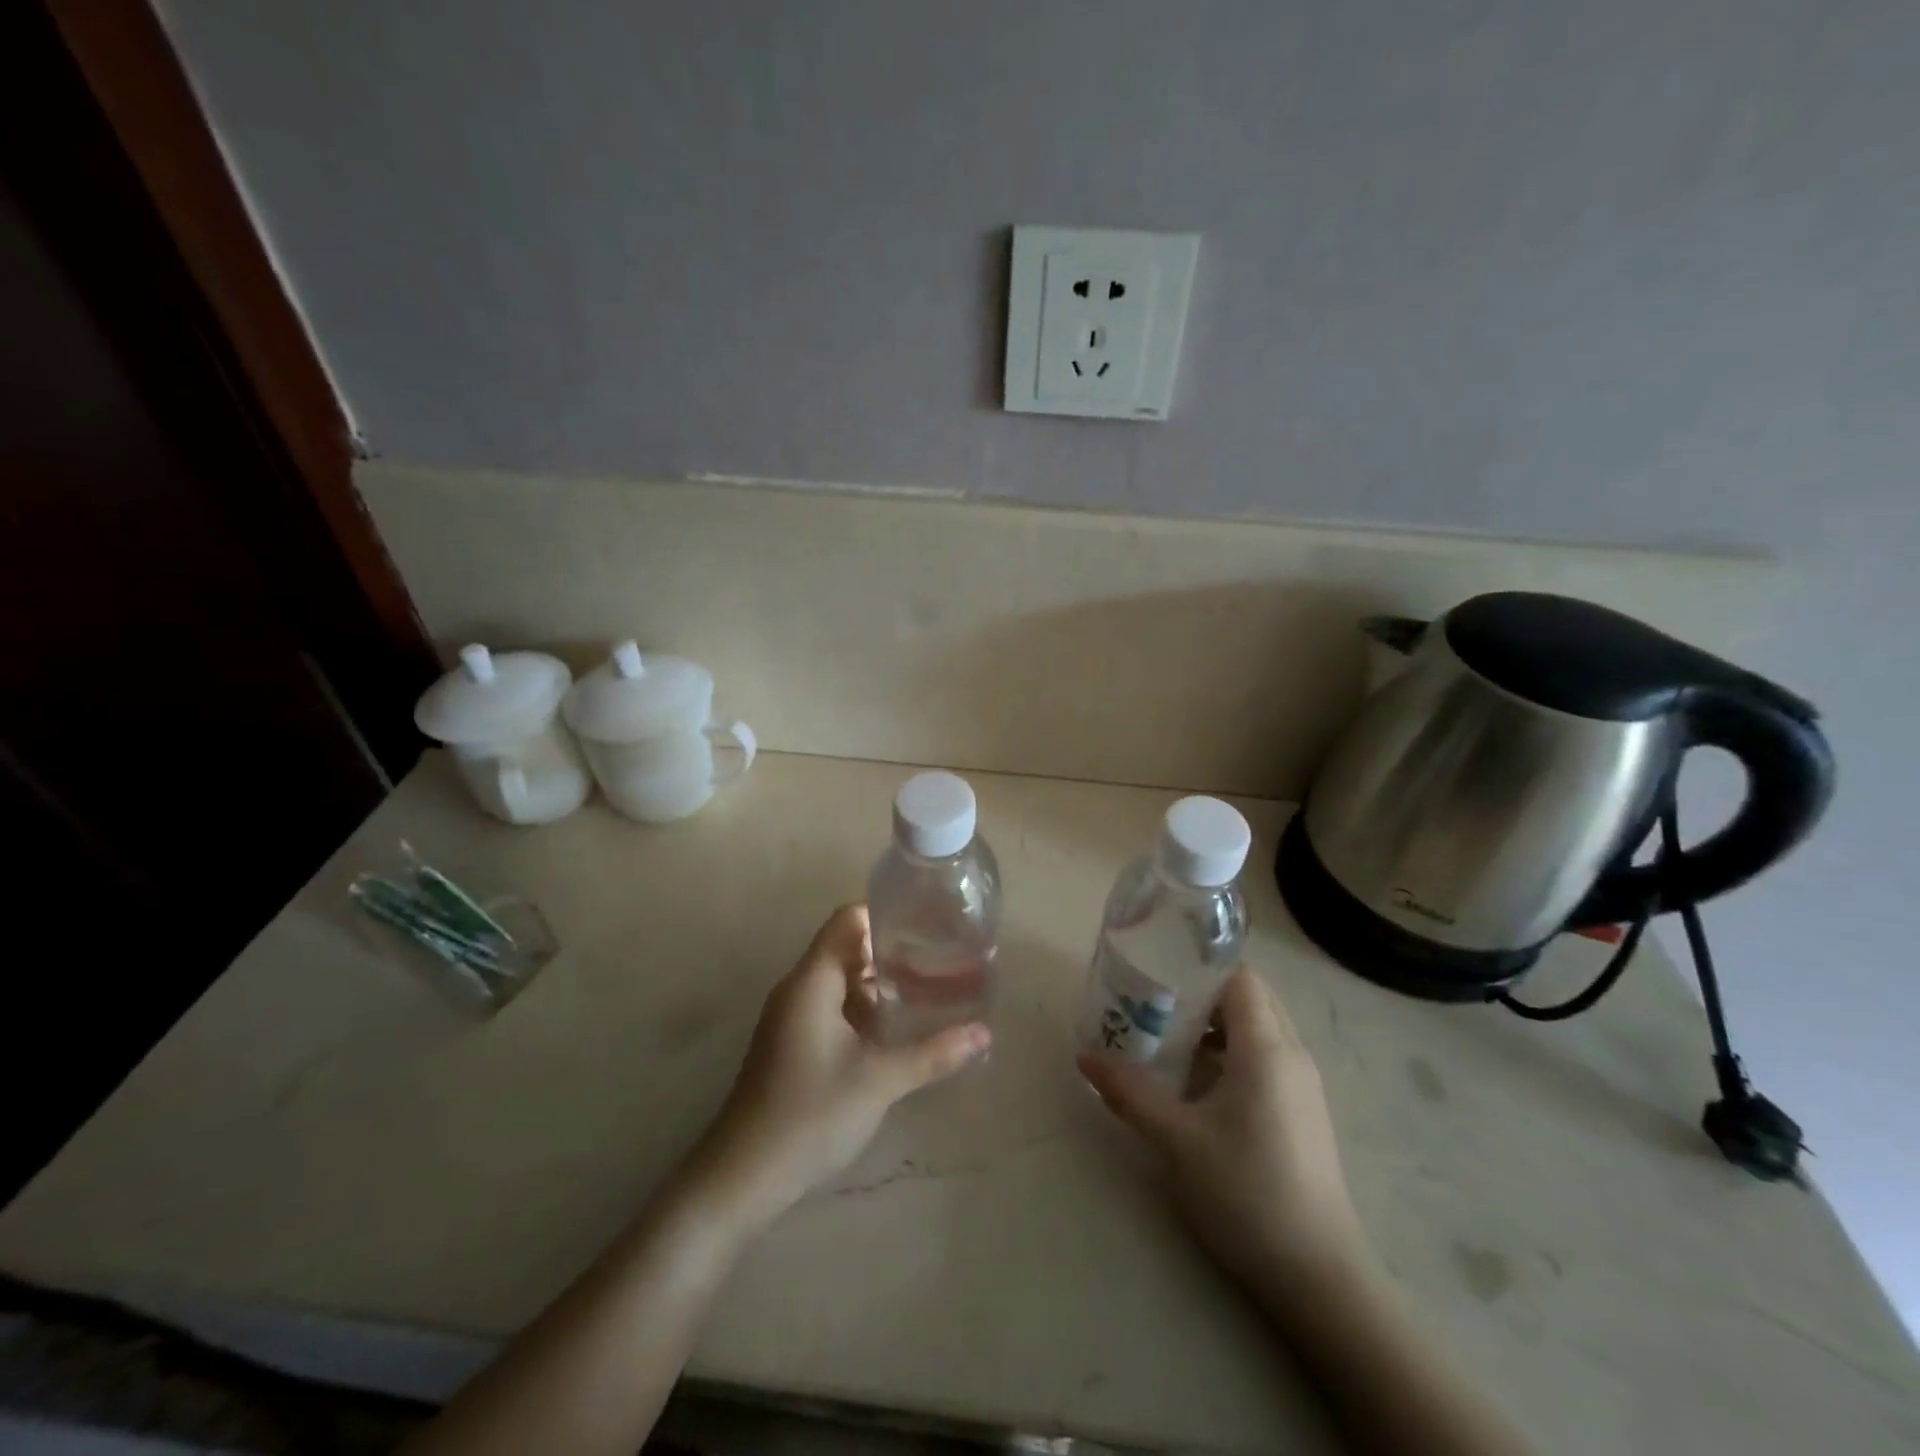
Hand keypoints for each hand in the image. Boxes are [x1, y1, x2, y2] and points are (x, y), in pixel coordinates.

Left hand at [688, 905, 989, 1229]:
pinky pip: (832, 1005)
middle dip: (891, 950)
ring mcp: (792, 1016)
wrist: (743, 1177)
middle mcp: (798, 988)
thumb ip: (934, 1053)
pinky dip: (863, 1007)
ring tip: (927, 989)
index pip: (848, 919)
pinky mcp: (793, 1042)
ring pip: (841, 979)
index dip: (886, 915)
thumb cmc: (810, 1114)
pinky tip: (895, 1029)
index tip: (928, 926)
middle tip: (939, 959)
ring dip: (879, 982)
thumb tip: (985, 1033)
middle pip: (847, 946)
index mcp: (812, 981)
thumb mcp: (880, 1081)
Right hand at [1078, 970, 1367, 1300]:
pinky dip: (1232, 1052)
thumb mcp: (1176, 1140)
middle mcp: (1293, 1054)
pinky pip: (1266, 1057)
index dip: (1199, 966)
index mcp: (1267, 1048)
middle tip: (1153, 1003)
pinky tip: (1198, 1082)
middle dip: (1202, 994)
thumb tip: (1085, 1057)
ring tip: (1167, 1038)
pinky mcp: (1304, 1111)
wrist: (1319, 1277)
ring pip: (1259, 1028)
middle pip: (1249, 998)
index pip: (1239, 977)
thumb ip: (1129, 1092)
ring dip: (1216, 1025)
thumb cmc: (1246, 1193)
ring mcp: (1303, 1084)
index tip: (1157, 972)